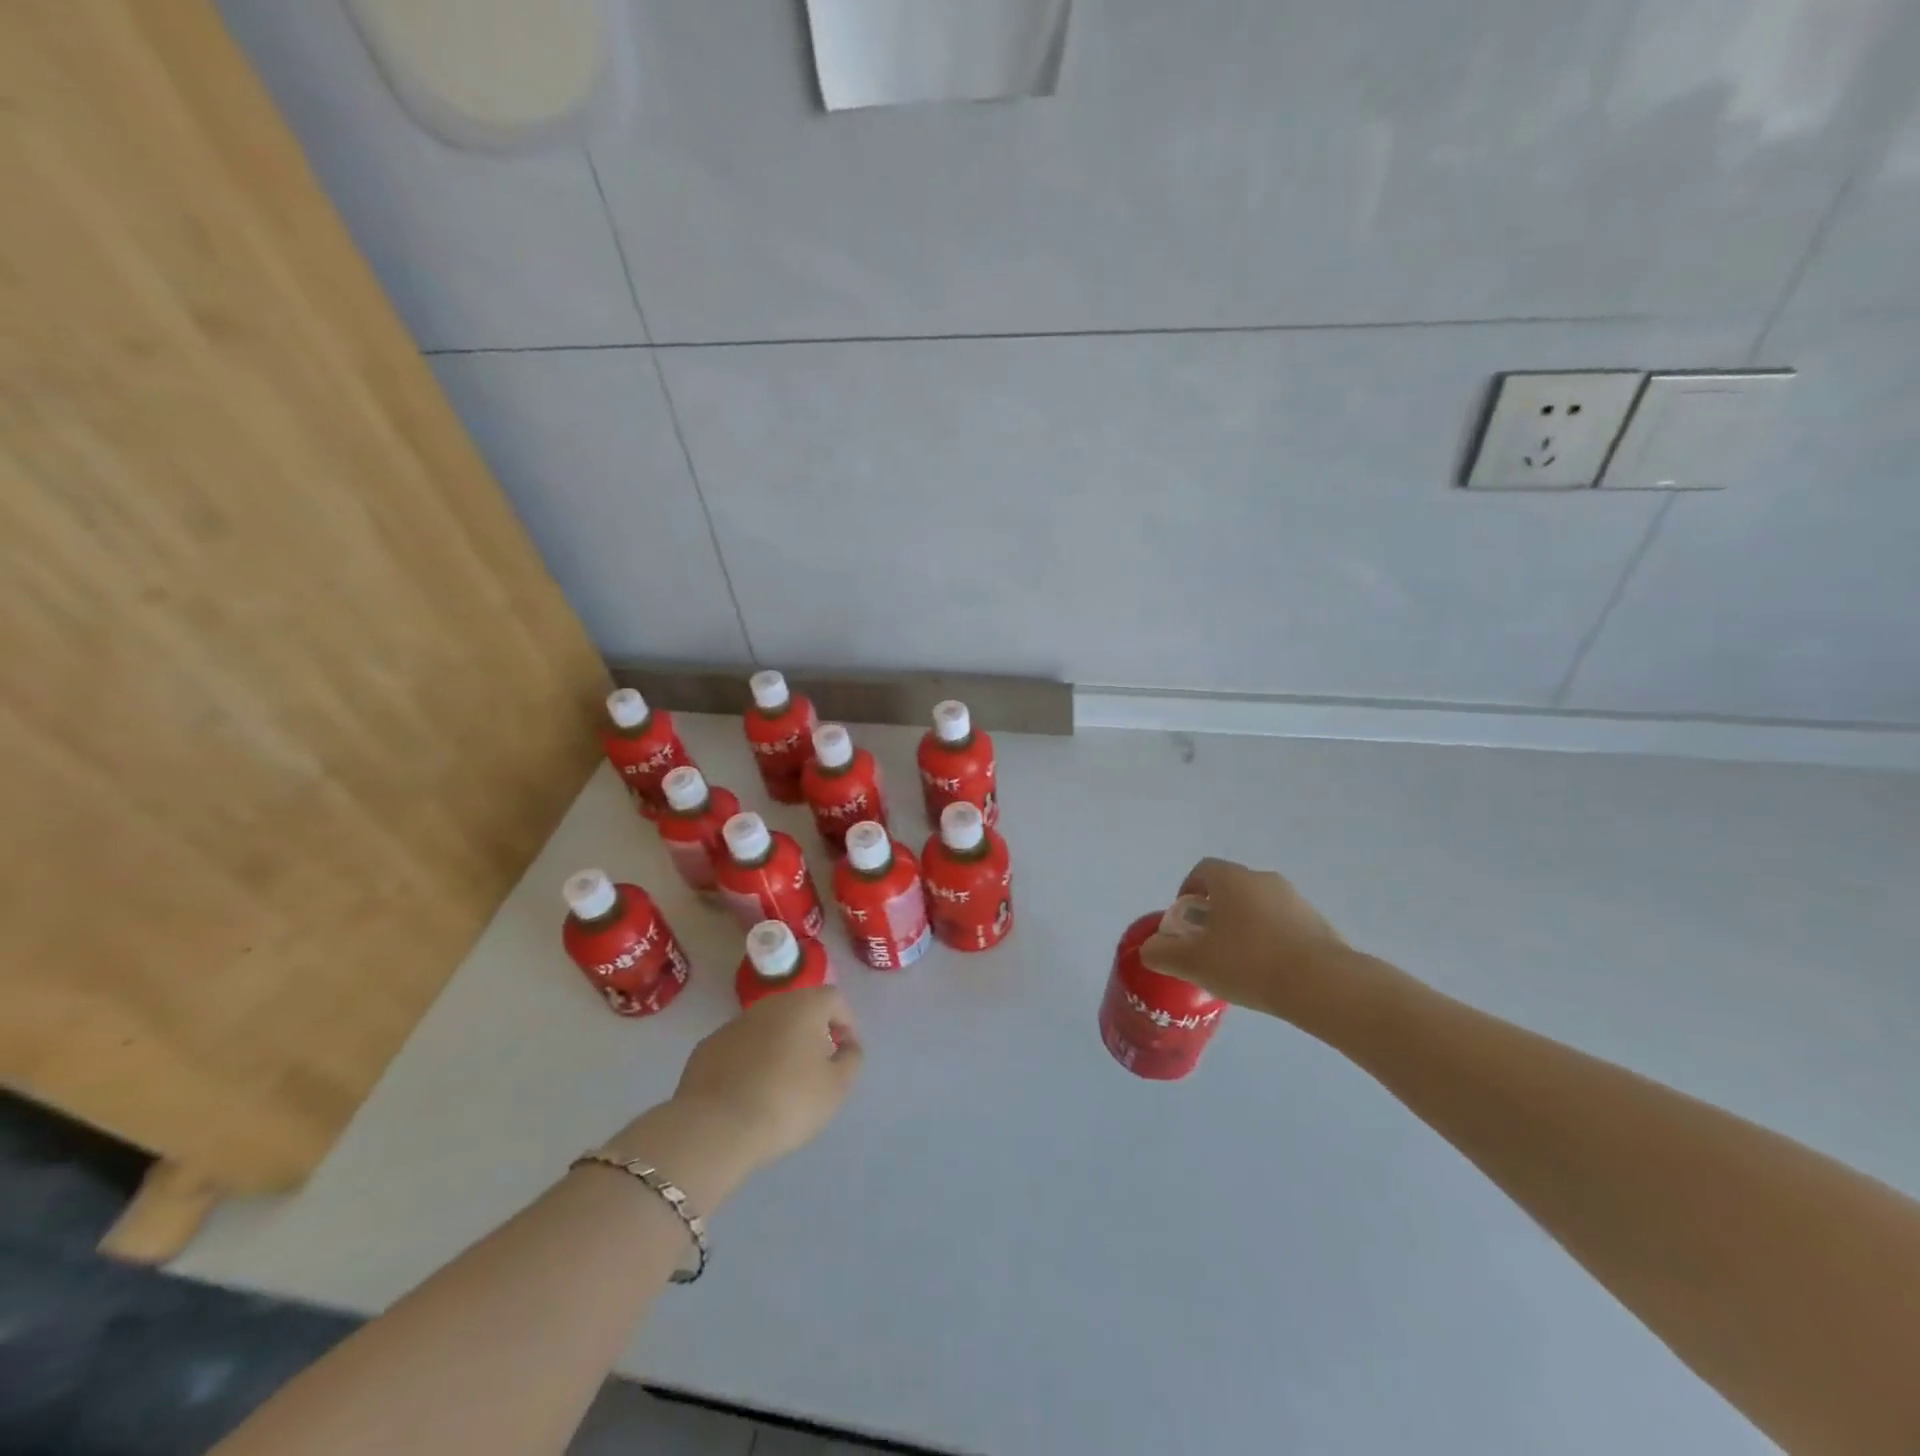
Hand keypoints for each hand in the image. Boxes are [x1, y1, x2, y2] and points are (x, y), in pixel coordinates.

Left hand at [670, 986, 862, 1169]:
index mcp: (804, 1006)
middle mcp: (769, 1004)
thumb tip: (847, 1045)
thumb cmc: (787, 1103)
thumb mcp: (836, 1088)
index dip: (847, 1023)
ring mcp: (734, 1024)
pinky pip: (740, 1047)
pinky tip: (749, 1092)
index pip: (835, 999)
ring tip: (782, 1084)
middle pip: (800, 1009)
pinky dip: (750, 1060)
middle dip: (812, 1032)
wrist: (715, 1128)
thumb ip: (851, 1059)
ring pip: (768, 1027)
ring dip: (780, 1045)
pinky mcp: (707, 1047)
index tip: (845, 1054)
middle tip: (816, 1067)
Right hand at [1139, 858, 1359, 1025]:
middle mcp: (1263, 879)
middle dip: (1216, 912)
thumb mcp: (1193, 963)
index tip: (1185, 922)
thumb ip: (1163, 953)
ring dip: (1245, 926)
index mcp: (1231, 879)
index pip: (1202, 871)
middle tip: (1208, 945)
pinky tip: (1270, 972)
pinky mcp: (1318, 922)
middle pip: (1231, 888)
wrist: (1323, 985)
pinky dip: (1271, 940)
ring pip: (1258, 906)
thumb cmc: (1248, 963)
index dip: (1188, 892)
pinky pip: (1284, 924)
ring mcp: (1295, 899)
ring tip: (1240, 964)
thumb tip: (1150, 949)